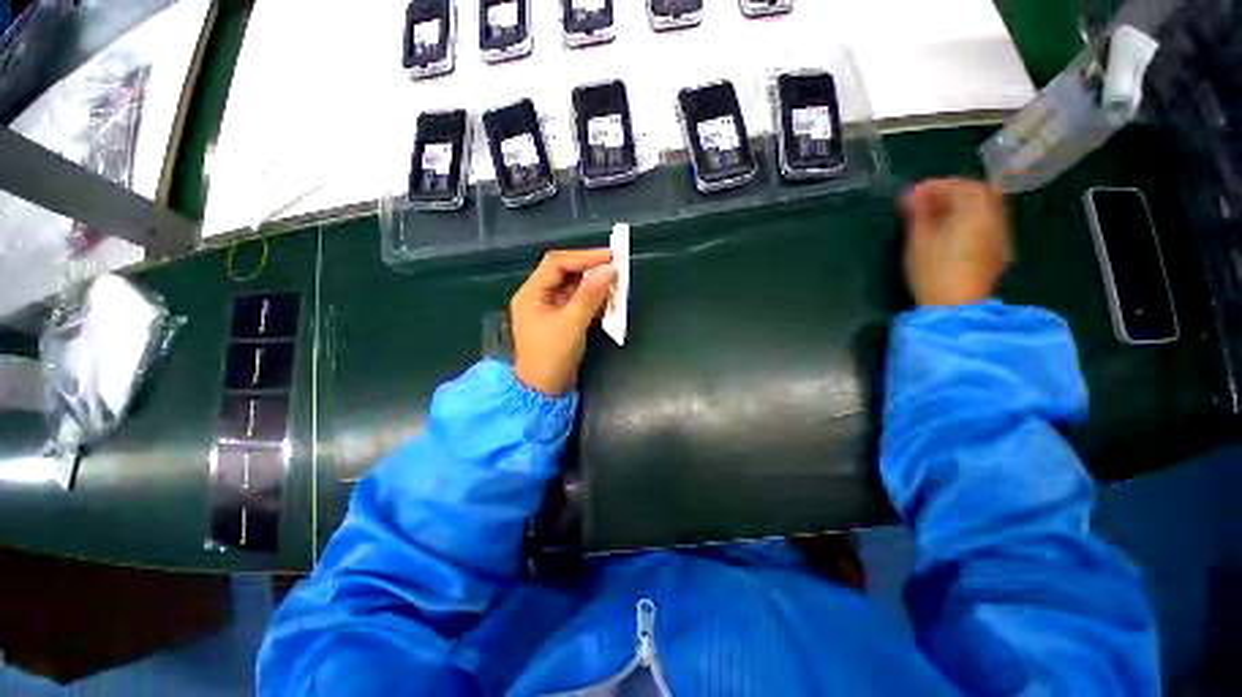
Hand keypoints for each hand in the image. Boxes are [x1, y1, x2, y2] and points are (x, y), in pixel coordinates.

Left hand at [511, 249, 615, 395]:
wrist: (544, 390)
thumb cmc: (552, 357)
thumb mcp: (571, 324)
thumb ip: (590, 295)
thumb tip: (610, 269)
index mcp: (531, 293)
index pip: (557, 263)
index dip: (584, 257)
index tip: (610, 257)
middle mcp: (538, 296)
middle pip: (565, 272)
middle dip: (590, 269)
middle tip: (615, 267)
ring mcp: (550, 308)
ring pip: (574, 287)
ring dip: (594, 284)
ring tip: (615, 283)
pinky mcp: (561, 319)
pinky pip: (578, 301)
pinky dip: (593, 299)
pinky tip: (608, 300)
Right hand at [901, 179, 1011, 306]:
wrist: (956, 306)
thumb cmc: (934, 272)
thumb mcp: (919, 241)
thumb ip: (918, 214)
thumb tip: (911, 194)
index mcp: (976, 212)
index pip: (961, 186)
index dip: (937, 185)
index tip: (914, 192)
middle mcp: (994, 218)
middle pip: (980, 192)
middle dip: (953, 190)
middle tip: (928, 200)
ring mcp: (999, 234)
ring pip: (986, 206)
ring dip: (963, 203)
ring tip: (937, 214)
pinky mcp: (997, 249)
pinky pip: (988, 221)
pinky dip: (971, 216)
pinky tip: (953, 229)